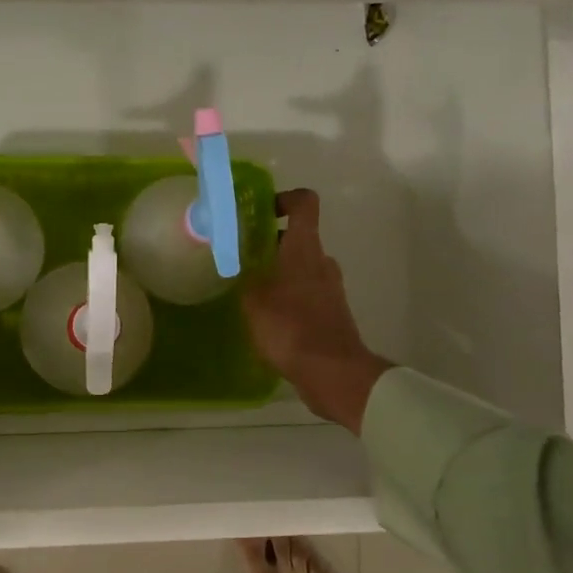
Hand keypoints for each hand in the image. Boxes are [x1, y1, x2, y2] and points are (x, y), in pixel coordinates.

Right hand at [242, 189, 390, 434]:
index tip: (260, 212)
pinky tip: (266, 319)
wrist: (333, 373)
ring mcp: (330, 289)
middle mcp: (322, 262)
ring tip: (249, 292)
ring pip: (301, 268)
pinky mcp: (332, 314)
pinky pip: (306, 294)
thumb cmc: (290, 327)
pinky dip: (288, 297)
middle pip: (297, 238)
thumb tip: (240, 266)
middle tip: (240, 258)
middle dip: (269, 244)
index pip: (304, 203)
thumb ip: (244, 278)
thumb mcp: (253, 300)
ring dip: (278, 273)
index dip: (283, 199)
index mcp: (304, 248)